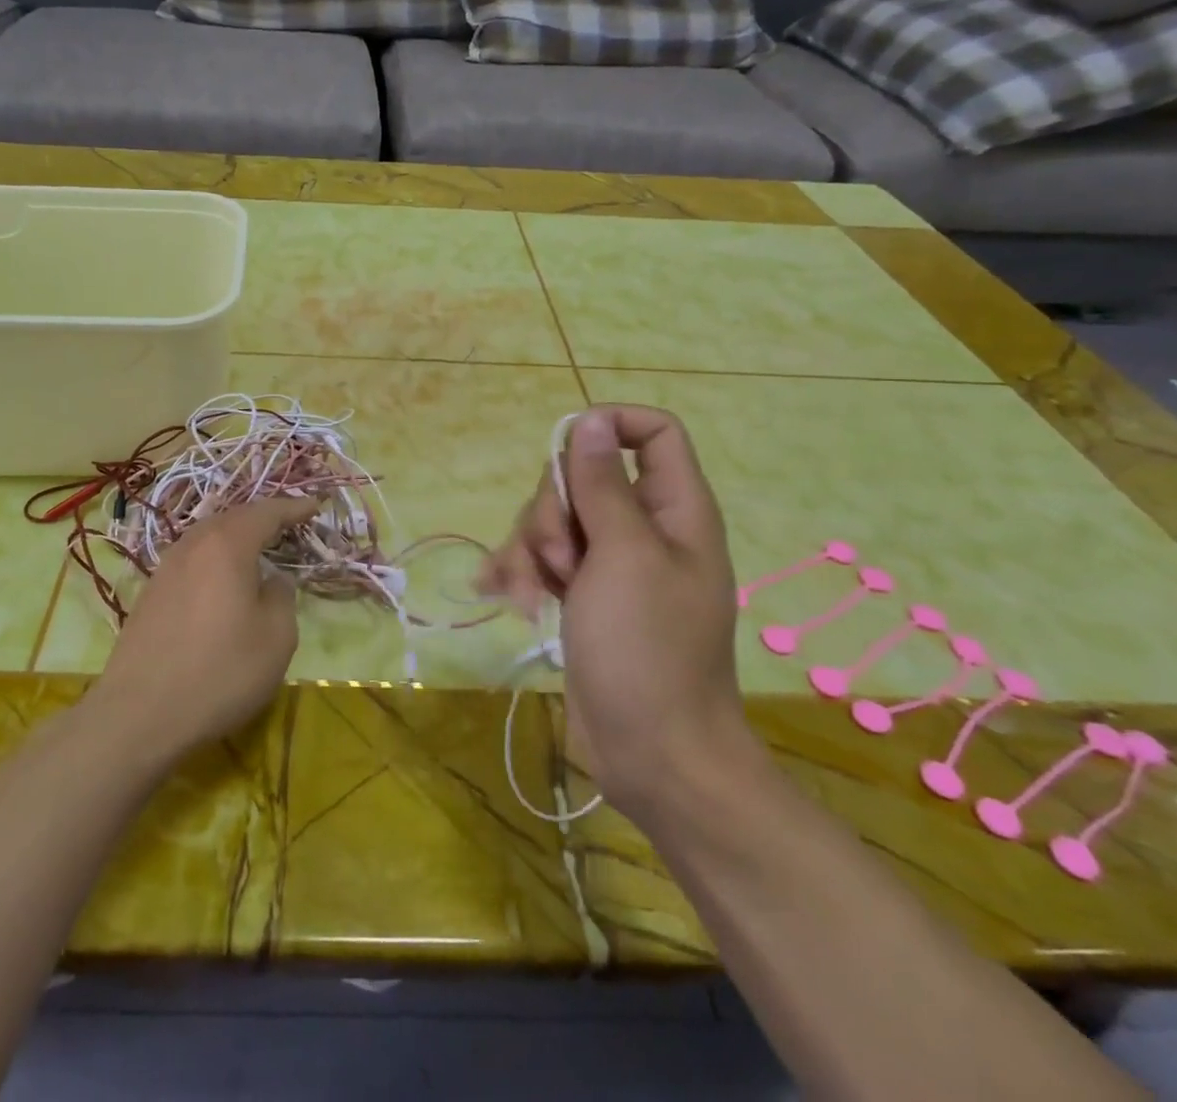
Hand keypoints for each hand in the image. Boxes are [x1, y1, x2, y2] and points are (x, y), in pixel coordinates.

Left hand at [90, 497, 318, 761]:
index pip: (266, 512)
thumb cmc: (220, 671)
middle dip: (262, 519)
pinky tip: (222, 582)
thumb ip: (281, 597)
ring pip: (207, 539)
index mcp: (227, 545)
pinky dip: (215, 561)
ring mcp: (165, 568)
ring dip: (236, 539)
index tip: (315, 506)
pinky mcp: (150, 594)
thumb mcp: (276, 637)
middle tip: (288, 526)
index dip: (293, 508)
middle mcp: (193, 545)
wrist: (139, 714)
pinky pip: (192, 561)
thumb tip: (272, 581)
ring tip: (257, 550)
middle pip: (232, 519)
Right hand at [481, 406, 745, 799]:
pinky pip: (541, 560)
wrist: (653, 756)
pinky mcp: (582, 595)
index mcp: (674, 510)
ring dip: (528, 551)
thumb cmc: (648, 651)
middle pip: (583, 477)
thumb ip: (602, 485)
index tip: (567, 453)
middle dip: (551, 511)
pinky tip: (501, 596)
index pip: (653, 432)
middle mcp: (644, 528)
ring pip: (553, 519)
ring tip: (528, 599)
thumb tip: (589, 420)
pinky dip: (519, 574)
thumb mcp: (623, 557)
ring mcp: (610, 564)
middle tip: (558, 561)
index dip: (610, 426)